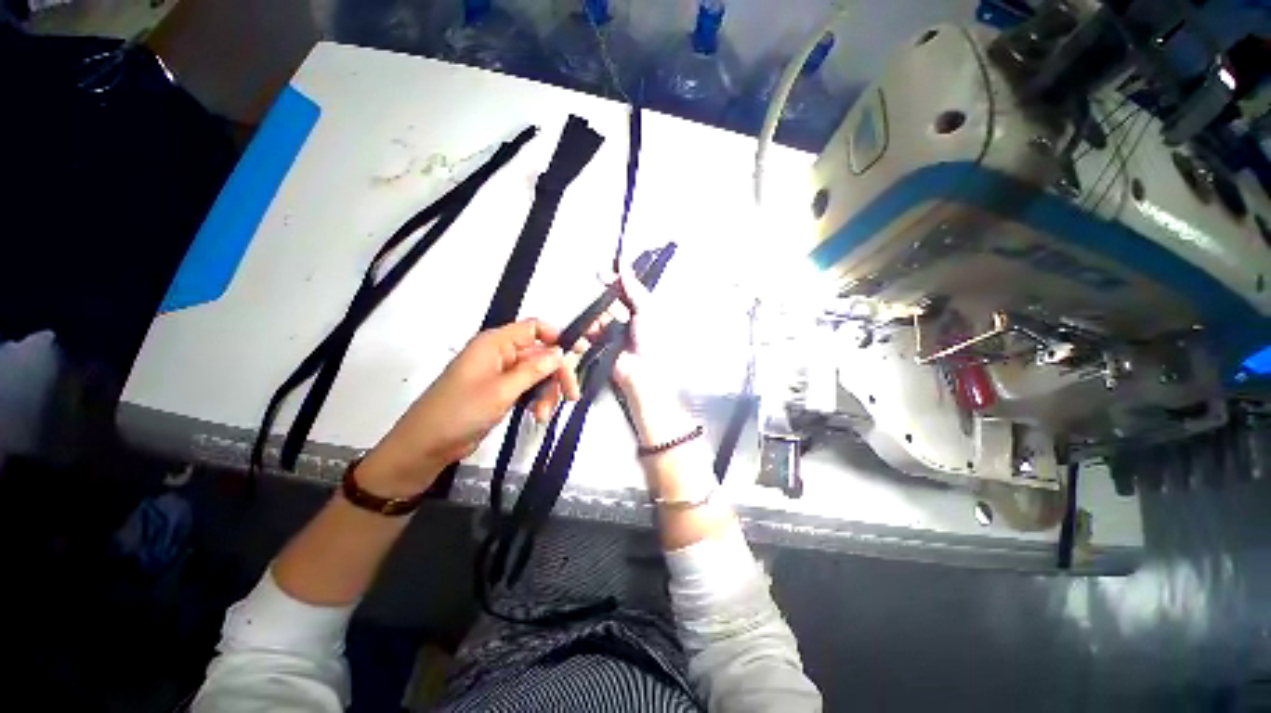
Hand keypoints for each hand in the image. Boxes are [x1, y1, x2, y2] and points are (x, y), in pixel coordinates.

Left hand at [359, 319, 579, 497]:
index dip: (558, 337)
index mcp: (495, 343)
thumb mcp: (502, 390)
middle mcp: (500, 354)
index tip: (580, 353)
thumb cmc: (460, 412)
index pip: (534, 328)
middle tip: (571, 395)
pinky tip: (537, 416)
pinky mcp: (501, 391)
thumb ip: (534, 369)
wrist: (426, 446)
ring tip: (543, 415)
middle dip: (556, 374)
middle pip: (541, 355)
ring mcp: (501, 374)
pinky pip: (528, 388)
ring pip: (538, 374)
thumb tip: (560, 352)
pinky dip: (537, 400)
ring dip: (547, 392)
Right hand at [530, 264, 693, 445]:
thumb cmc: (652, 342)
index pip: (624, 288)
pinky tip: (596, 332)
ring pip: (597, 313)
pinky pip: (590, 329)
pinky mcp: (599, 342)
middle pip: (608, 299)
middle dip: (609, 302)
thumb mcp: (647, 309)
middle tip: (616, 312)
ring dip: (601, 317)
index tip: (604, 273)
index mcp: (640, 308)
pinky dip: (591, 329)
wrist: (643, 373)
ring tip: (610, 327)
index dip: (614, 279)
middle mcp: (625, 317)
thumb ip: (634, 288)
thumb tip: (623, 264)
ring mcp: (611, 330)